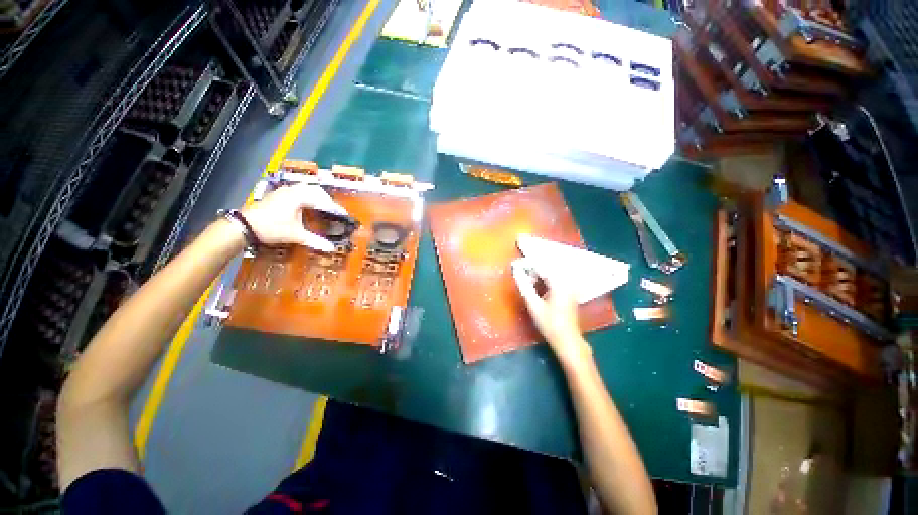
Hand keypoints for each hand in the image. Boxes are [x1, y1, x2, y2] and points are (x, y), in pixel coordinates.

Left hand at [241, 183, 346, 251]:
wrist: (244, 226)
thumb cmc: (272, 228)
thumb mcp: (295, 235)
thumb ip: (315, 241)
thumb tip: (331, 248)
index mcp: (299, 197)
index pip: (322, 201)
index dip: (334, 208)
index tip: (344, 214)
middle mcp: (293, 190)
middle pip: (315, 190)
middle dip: (327, 200)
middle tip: (334, 210)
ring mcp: (284, 191)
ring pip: (305, 189)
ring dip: (316, 196)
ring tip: (323, 207)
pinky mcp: (278, 194)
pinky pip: (297, 191)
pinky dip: (307, 196)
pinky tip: (307, 205)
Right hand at [513, 261, 592, 368]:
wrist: (567, 339)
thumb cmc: (549, 323)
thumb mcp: (533, 304)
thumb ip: (524, 285)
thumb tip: (515, 270)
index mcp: (559, 282)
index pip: (541, 265)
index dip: (527, 263)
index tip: (515, 265)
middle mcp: (567, 280)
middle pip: (547, 266)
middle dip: (532, 267)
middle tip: (520, 273)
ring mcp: (570, 285)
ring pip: (551, 271)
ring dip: (538, 273)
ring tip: (527, 281)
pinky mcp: (569, 290)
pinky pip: (555, 277)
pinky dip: (544, 278)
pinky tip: (536, 285)